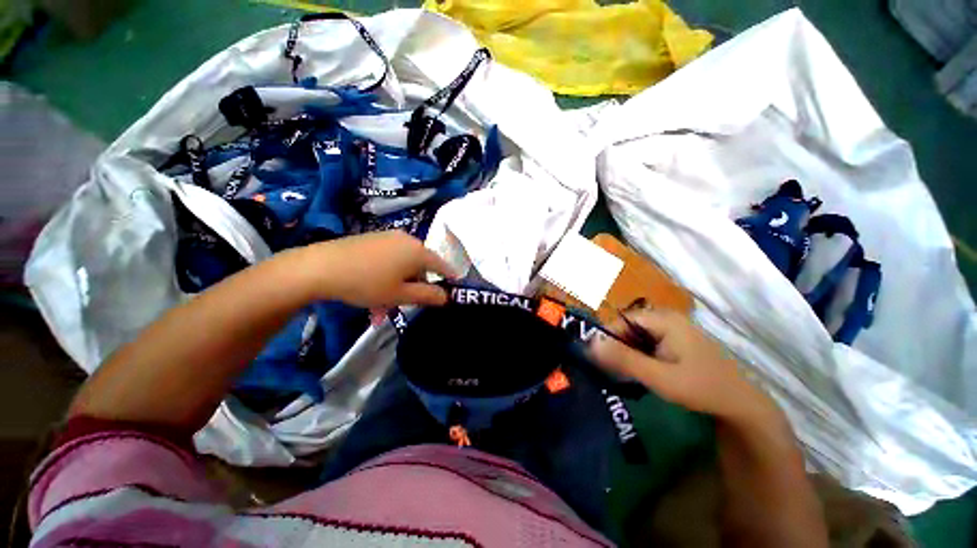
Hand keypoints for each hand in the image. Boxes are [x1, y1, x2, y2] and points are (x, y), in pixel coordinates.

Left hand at [295, 231, 457, 308]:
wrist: (320, 267)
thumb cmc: (367, 283)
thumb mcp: (401, 295)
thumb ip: (428, 296)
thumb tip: (447, 296)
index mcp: (418, 251)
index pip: (442, 265)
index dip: (449, 278)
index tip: (452, 289)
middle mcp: (407, 239)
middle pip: (421, 266)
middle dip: (416, 286)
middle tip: (406, 305)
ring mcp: (389, 237)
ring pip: (402, 264)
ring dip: (398, 285)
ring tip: (382, 306)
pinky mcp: (373, 238)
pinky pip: (389, 258)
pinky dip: (387, 275)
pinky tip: (372, 290)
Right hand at [590, 307, 775, 422]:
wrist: (742, 406)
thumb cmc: (702, 388)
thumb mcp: (660, 377)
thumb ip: (624, 360)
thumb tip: (590, 344)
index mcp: (664, 320)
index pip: (623, 319)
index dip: (608, 336)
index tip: (598, 357)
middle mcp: (667, 320)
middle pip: (629, 327)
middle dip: (617, 346)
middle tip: (610, 369)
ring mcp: (673, 331)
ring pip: (637, 336)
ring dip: (627, 353)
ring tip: (622, 373)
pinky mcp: (676, 343)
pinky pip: (648, 344)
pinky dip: (639, 356)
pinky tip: (640, 373)